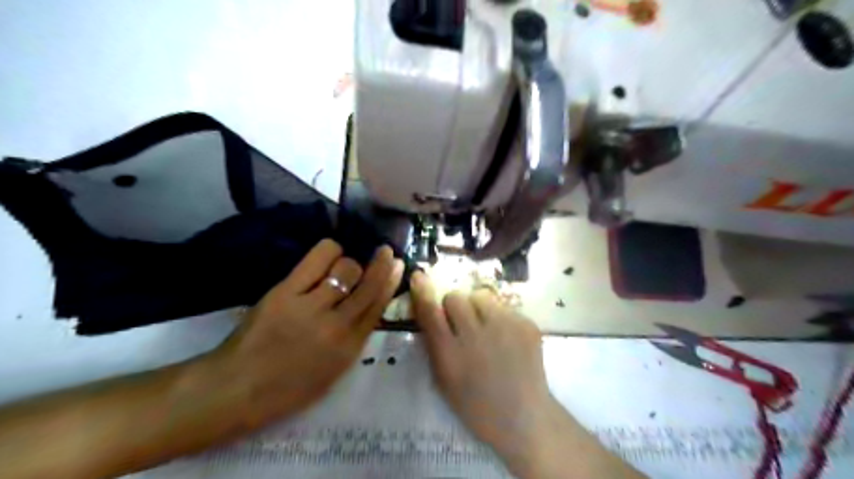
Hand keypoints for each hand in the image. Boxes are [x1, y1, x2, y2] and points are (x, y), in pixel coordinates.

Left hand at [210, 241, 404, 423]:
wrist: (236, 390)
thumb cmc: (286, 388)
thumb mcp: (332, 371)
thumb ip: (352, 339)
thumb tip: (365, 305)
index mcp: (350, 348)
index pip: (379, 306)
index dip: (391, 281)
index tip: (398, 264)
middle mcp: (337, 325)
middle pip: (369, 284)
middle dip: (381, 263)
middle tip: (384, 251)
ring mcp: (311, 307)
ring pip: (346, 268)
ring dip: (348, 263)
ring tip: (338, 266)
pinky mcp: (286, 292)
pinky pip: (318, 259)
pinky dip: (329, 251)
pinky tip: (328, 254)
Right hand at [408, 273, 553, 464]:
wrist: (523, 417)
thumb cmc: (476, 404)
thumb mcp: (444, 379)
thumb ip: (434, 343)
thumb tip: (430, 310)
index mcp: (450, 354)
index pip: (430, 311)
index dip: (423, 291)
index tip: (419, 276)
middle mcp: (475, 335)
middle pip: (455, 297)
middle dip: (454, 306)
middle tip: (462, 323)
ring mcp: (504, 327)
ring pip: (481, 296)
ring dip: (478, 308)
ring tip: (487, 329)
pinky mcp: (526, 324)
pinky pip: (504, 307)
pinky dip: (501, 318)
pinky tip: (507, 339)